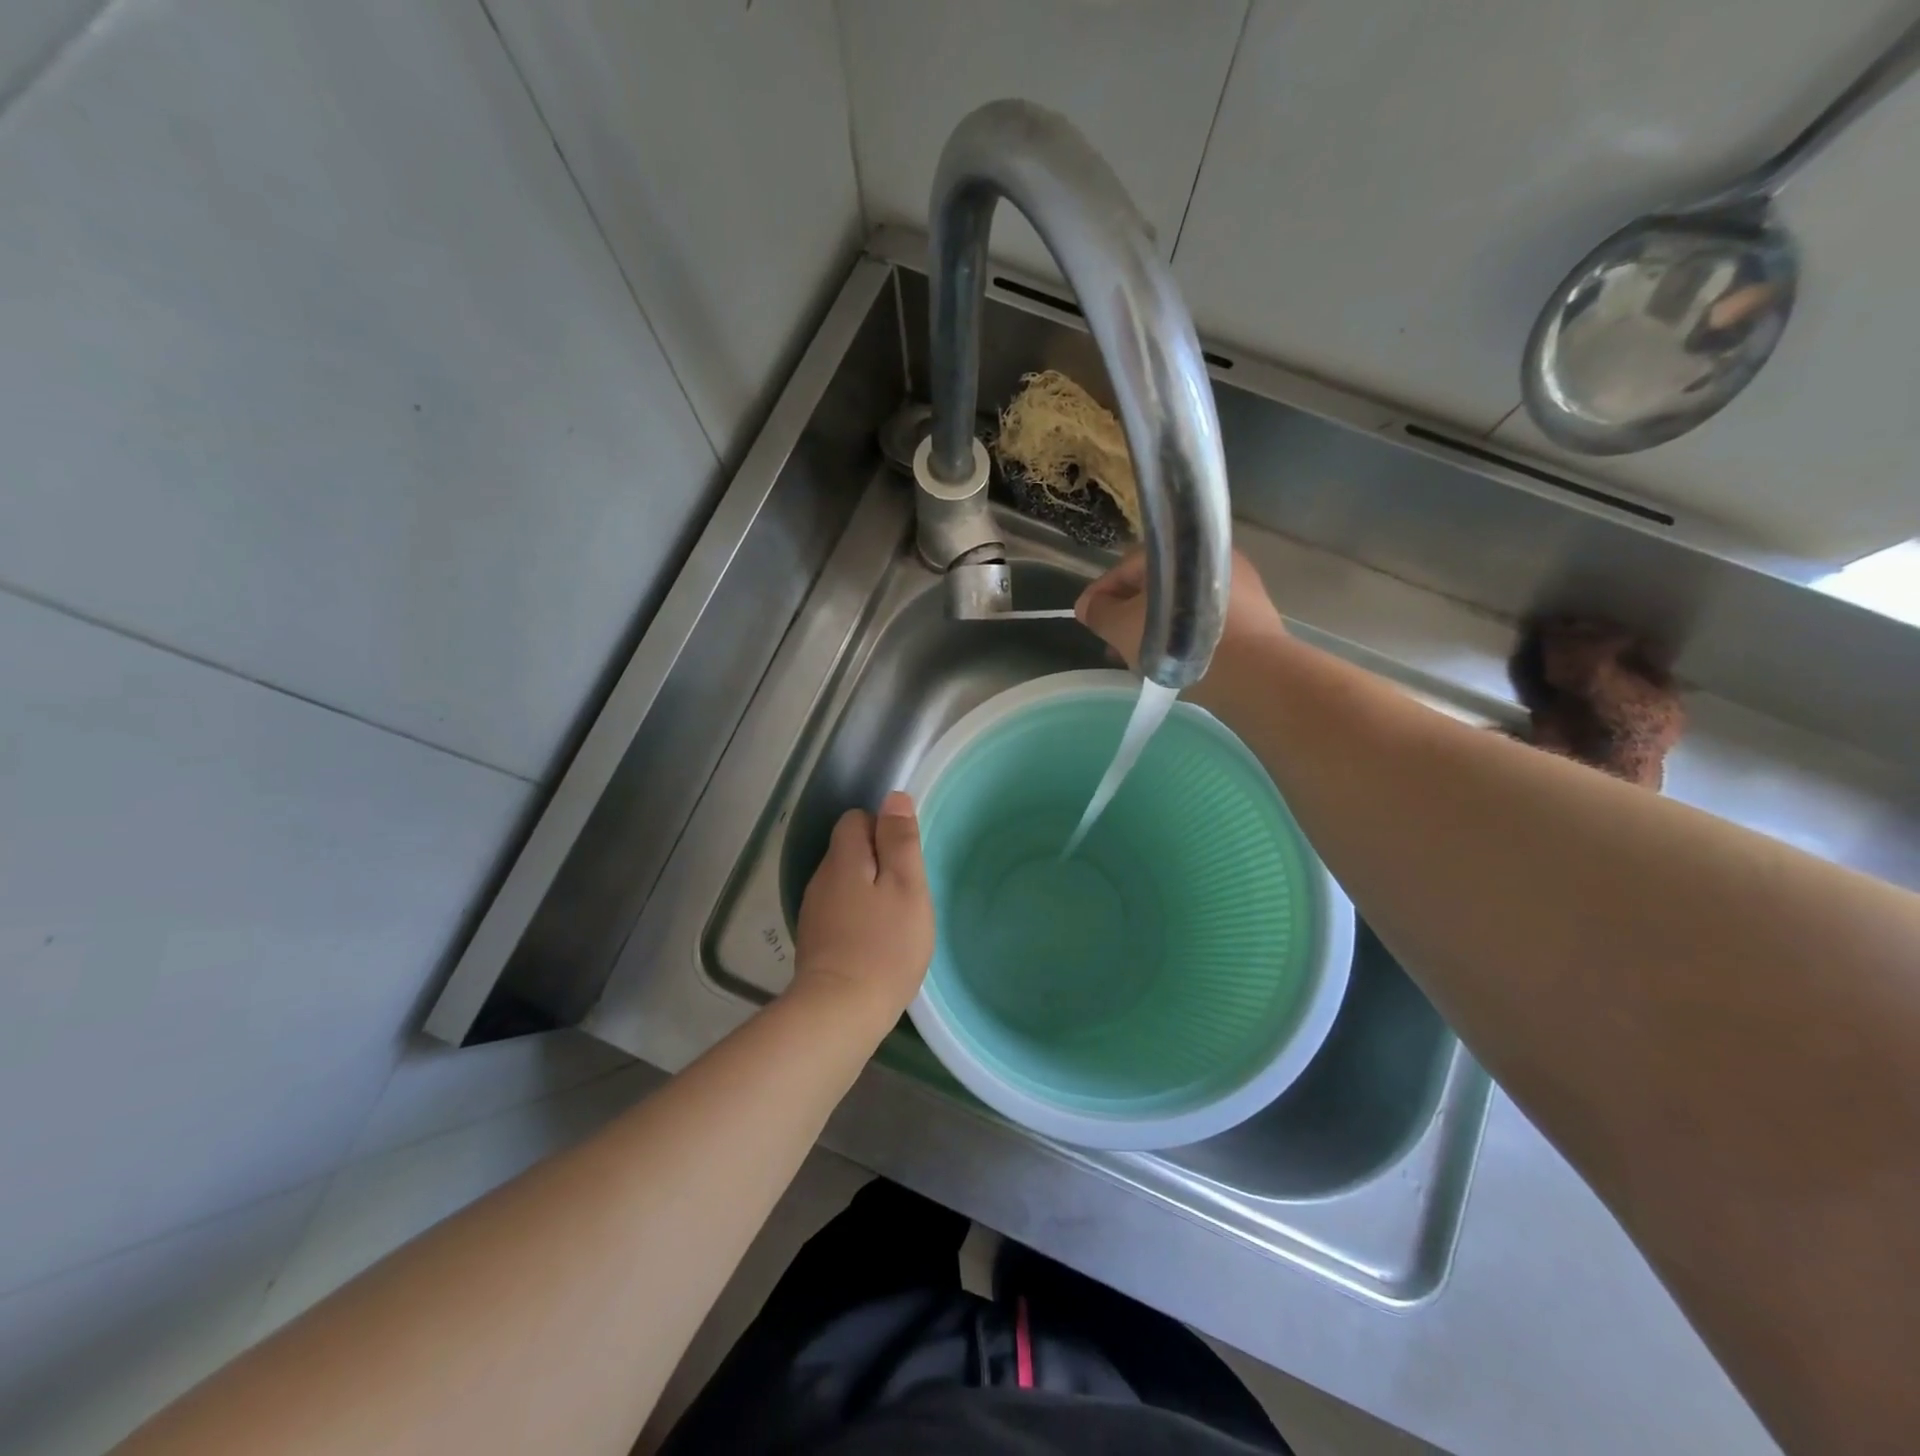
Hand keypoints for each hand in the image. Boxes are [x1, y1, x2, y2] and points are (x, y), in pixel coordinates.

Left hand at [792, 791, 934, 1026]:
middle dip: (878, 861)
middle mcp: (821, 878)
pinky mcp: (814, 940)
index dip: (883, 829)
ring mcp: (814, 910)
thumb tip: (894, 798)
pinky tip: (874, 941)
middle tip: (907, 892)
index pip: (856, 819)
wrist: (840, 1011)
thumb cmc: (885, 944)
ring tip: (894, 919)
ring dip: (868, 890)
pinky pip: (839, 910)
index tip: (906, 859)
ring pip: (845, 882)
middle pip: (849, 850)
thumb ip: (900, 840)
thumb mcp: (906, 886)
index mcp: (843, 858)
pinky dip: (857, 916)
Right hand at [1075, 547, 1287, 703]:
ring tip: (1139, 658)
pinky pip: (1204, 617)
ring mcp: (1235, 581)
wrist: (1250, 670)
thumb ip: (1099, 612)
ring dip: (1154, 625)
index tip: (1088, 620)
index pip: (1124, 567)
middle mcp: (1208, 555)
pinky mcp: (1254, 609)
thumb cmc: (1175, 642)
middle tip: (1113, 642)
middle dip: (1128, 612)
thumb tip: (1088, 606)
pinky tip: (1172, 659)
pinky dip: (1182, 632)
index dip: (1100, 595)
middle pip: (1155, 583)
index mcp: (1174, 550)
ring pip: (1180, 602)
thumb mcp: (1121, 628)